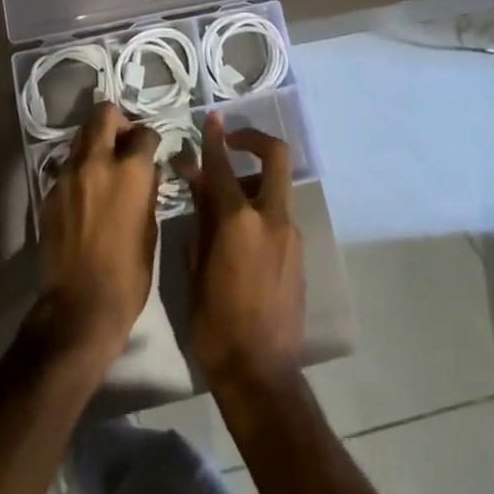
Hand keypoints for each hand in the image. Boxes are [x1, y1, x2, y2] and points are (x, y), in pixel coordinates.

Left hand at [34, 102, 160, 367]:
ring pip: (81, 137)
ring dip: (95, 143)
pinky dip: (79, 169)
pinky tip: (86, 193)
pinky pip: (66, 166)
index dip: (150, 139)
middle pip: (103, 114)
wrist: (80, 307)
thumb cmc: (128, 274)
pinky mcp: (49, 192)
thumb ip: (146, 190)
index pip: (143, 132)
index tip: (151, 149)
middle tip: (124, 142)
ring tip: (104, 167)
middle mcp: (96, 162)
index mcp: (129, 171)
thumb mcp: (150, 229)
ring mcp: (67, 175)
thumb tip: (146, 172)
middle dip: (118, 121)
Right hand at [183, 116, 304, 387]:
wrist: (261, 374)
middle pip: (275, 158)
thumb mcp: (195, 268)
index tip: (212, 119)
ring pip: (277, 189)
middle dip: (255, 141)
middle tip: (232, 144)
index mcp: (239, 221)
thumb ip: (200, 219)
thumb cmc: (214, 324)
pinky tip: (240, 235)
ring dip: (255, 182)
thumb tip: (197, 183)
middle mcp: (272, 219)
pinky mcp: (299, 255)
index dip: (215, 139)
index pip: (223, 166)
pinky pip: (279, 217)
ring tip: (226, 204)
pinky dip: (261, 210)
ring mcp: (291, 236)